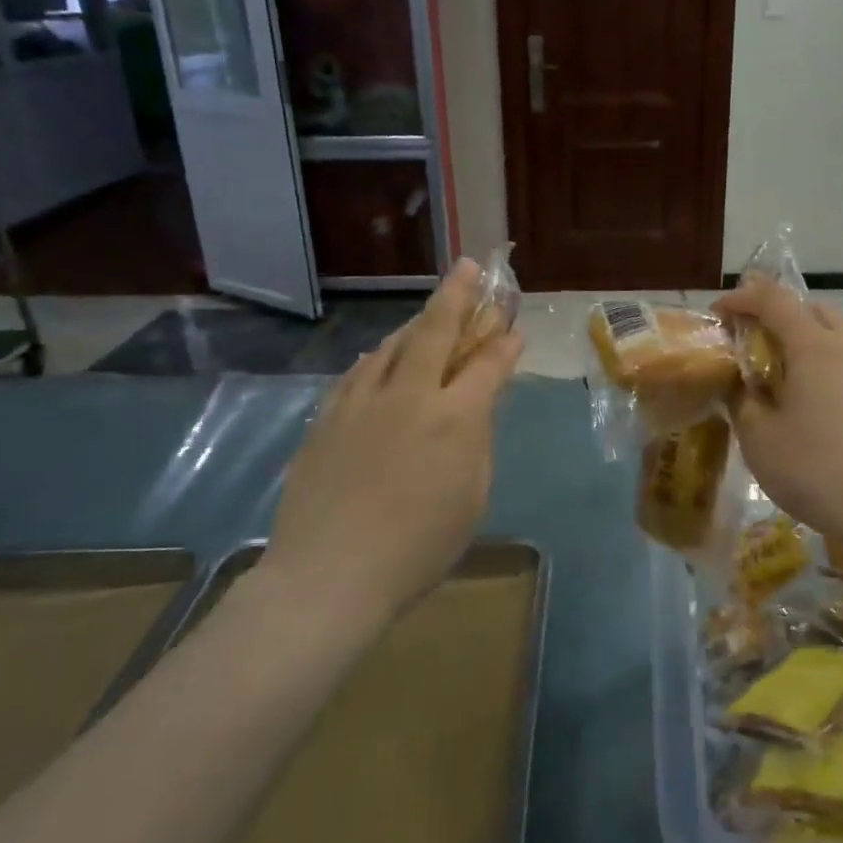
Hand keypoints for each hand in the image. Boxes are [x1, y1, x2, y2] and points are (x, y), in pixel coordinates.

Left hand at [259, 258, 525, 621]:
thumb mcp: (472, 498)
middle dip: (457, 295)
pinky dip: (379, 357)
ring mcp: (362, 401)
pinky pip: (359, 372)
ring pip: (393, 345)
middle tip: (468, 267)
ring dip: (417, 323)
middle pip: (436, 331)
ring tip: (429, 311)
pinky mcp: (328, 416)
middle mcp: (410, 395)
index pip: (488, 365)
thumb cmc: (418, 547)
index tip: (514, 329)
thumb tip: (476, 408)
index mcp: (455, 418)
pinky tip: (381, 356)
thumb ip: (477, 443)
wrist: (330, 574)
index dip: (504, 344)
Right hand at [714, 281, 842, 543]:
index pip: (774, 299)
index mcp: (814, 346)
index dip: (742, 298)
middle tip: (752, 342)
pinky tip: (813, 403)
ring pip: (837, 336)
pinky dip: (827, 366)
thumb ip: (742, 398)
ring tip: (781, 375)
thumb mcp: (758, 435)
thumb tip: (741, 383)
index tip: (718, 314)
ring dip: (806, 340)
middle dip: (779, 314)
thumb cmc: (813, 467)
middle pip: (813, 309)